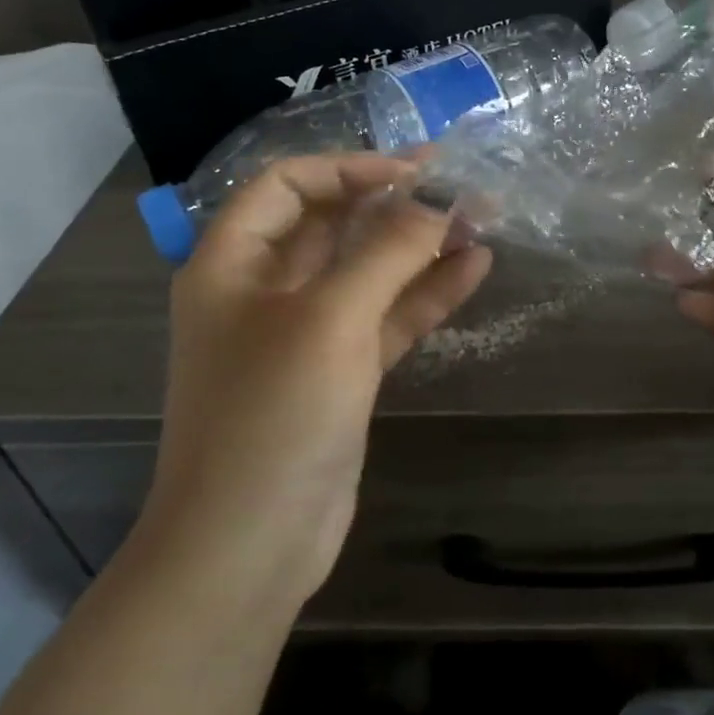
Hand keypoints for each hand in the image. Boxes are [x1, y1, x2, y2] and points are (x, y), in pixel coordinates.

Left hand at [135, 155, 491, 605]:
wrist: (249, 546)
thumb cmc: (273, 415)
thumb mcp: (331, 319)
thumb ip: (387, 252)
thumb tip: (439, 203)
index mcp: (233, 262)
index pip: (288, 184)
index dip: (350, 167)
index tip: (414, 173)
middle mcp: (263, 289)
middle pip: (332, 223)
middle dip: (394, 202)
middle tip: (458, 184)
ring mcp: (304, 334)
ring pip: (366, 271)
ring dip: (419, 246)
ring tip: (480, 220)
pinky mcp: (339, 372)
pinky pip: (384, 317)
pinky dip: (425, 293)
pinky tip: (473, 269)